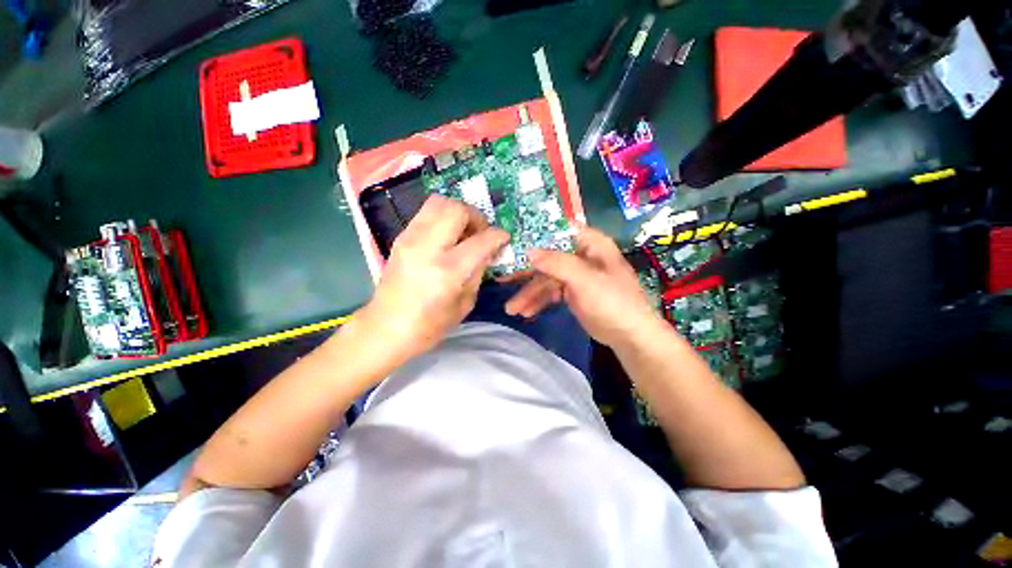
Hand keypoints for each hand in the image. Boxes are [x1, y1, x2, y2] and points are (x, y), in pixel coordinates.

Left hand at [357, 196, 508, 361]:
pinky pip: (425, 213)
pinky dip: (442, 218)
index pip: (481, 240)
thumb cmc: (429, 325)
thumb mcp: (465, 303)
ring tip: (463, 232)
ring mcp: (410, 239)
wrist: (385, 329)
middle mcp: (427, 248)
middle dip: (476, 216)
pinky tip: (446, 237)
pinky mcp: (400, 238)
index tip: (503, 239)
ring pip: (438, 202)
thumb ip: (478, 272)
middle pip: (457, 209)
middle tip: (480, 233)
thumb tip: (489, 251)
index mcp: (448, 271)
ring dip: (457, 213)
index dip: (498, 236)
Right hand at [509, 225, 660, 347]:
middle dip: (525, 272)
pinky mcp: (571, 292)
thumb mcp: (585, 280)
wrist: (629, 335)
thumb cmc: (613, 302)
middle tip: (502, 280)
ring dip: (529, 293)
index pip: (557, 231)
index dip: (535, 234)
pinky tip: (525, 312)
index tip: (511, 242)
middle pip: (547, 257)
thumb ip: (557, 263)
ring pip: (545, 278)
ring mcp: (575, 275)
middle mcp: (580, 255)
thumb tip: (529, 251)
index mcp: (589, 244)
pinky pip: (550, 292)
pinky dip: (538, 301)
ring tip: (511, 309)